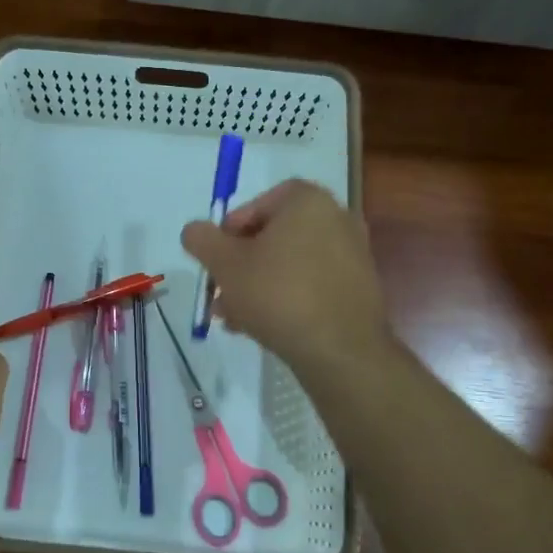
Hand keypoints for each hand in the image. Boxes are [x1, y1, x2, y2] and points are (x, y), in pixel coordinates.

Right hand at [180, 179, 389, 373]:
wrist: (340, 351)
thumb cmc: (278, 294)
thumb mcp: (225, 265)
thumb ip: (202, 240)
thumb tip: (194, 230)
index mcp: (308, 201)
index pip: (260, 202)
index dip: (231, 229)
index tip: (215, 258)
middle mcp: (336, 219)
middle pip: (274, 236)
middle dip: (240, 265)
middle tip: (219, 293)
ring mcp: (352, 255)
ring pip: (290, 264)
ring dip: (258, 285)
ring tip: (232, 318)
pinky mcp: (358, 288)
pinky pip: (311, 284)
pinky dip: (286, 298)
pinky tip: (262, 326)